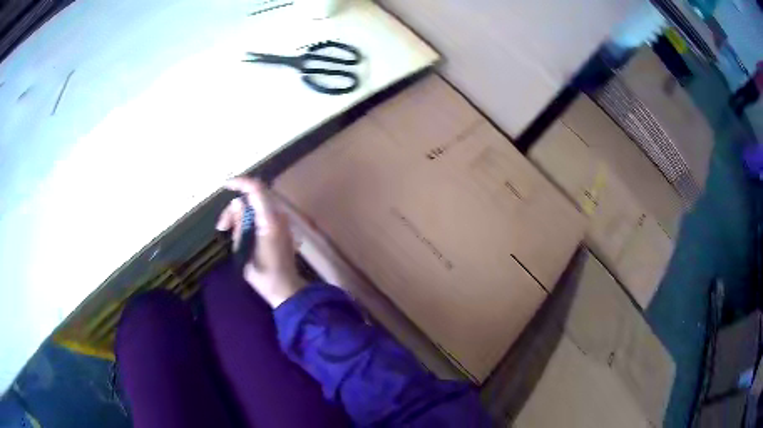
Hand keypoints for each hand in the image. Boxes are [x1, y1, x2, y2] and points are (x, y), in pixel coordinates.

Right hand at [216, 177, 305, 307]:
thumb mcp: (244, 252)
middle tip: (222, 227)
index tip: (224, 186)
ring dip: (240, 214)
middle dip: (234, 207)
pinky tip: (239, 232)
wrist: (287, 289)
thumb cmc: (264, 275)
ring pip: (257, 206)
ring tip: (226, 231)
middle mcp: (278, 217)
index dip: (240, 182)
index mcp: (269, 221)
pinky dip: (249, 218)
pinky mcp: (281, 228)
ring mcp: (282, 222)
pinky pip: (262, 214)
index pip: (256, 190)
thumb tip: (237, 204)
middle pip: (254, 198)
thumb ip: (240, 226)